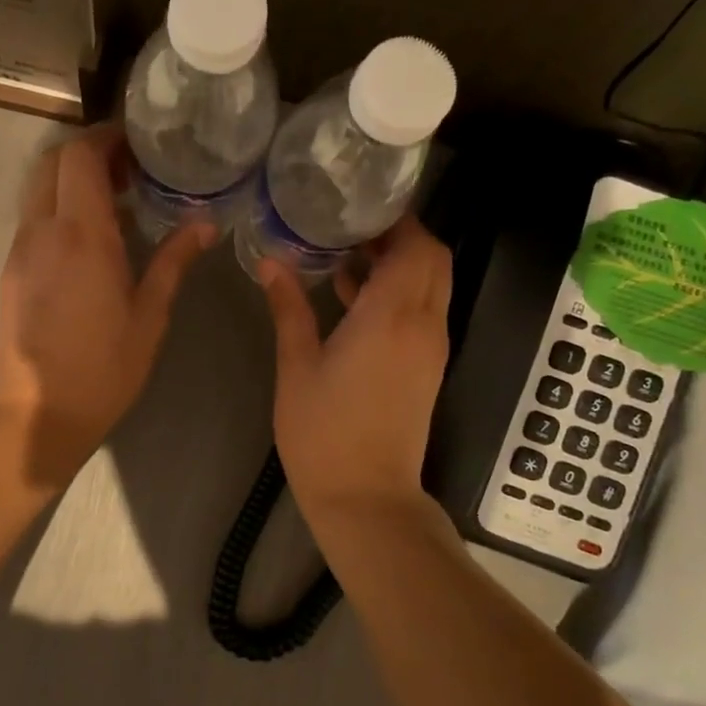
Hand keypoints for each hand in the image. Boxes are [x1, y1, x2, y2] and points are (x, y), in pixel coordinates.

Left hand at [0, 128, 212, 491]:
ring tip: (115, 205)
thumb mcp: (150, 316)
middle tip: (129, 171)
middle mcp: (42, 230)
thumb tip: (205, 224)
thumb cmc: (103, 368)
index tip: (137, 145)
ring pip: (39, 190)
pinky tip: (91, 242)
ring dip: (72, 182)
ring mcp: (20, 249)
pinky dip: (60, 210)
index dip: (106, 139)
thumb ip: (174, 261)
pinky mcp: (11, 270)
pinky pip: (34, 219)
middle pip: (52, 162)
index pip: (80, 157)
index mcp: (82, 235)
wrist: (36, 413)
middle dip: (88, 154)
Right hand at [259, 219, 452, 522]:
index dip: (398, 221)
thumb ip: (289, 308)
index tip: (360, 207)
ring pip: (432, 286)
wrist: (367, 497)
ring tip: (347, 257)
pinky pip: (424, 312)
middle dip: (402, 237)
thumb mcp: (297, 366)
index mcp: (391, 317)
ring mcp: (431, 349)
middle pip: (434, 260)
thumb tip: (271, 262)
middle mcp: (423, 325)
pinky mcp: (428, 368)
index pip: (417, 247)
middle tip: (353, 228)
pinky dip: (401, 294)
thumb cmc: (324, 433)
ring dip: (401, 266)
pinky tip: (354, 300)